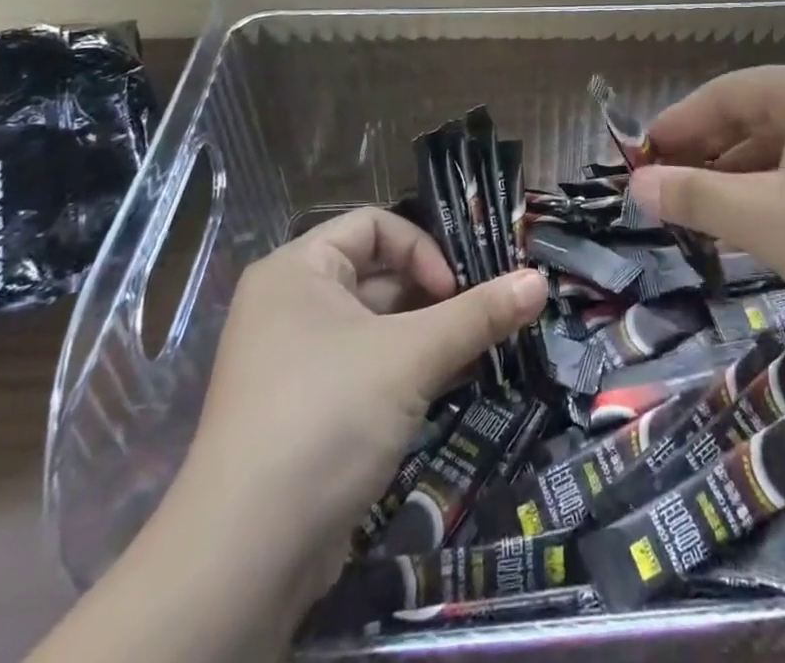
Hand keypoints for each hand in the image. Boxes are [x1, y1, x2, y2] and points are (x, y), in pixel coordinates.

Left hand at [157, 208, 546, 639]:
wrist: (243, 559)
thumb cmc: (326, 419)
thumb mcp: (411, 357)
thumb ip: (478, 315)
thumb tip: (541, 280)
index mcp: (298, 269)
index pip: (374, 226)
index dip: (421, 249)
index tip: (454, 293)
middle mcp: (289, 304)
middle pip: (376, 274)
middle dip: (431, 294)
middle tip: (478, 319)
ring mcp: (292, 359)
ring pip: (373, 325)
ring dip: (423, 335)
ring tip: (470, 354)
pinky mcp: (302, 409)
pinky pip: (362, 366)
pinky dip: (401, 370)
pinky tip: (441, 388)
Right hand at [631, 62, 784, 345]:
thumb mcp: (768, 218)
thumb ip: (696, 196)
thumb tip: (637, 185)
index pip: (728, 92)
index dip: (678, 123)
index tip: (640, 156)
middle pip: (756, 117)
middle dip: (707, 153)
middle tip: (664, 187)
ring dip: (741, 177)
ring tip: (701, 211)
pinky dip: (778, 194)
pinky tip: (757, 226)